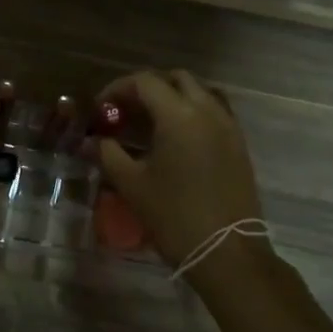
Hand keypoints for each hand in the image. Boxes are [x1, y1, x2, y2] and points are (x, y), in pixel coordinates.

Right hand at [93, 70, 267, 269]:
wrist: (227, 252)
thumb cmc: (174, 216)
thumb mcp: (132, 184)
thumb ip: (109, 154)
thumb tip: (93, 141)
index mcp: (178, 115)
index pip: (145, 82)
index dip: (118, 89)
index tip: (101, 107)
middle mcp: (207, 110)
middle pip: (176, 79)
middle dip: (147, 88)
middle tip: (126, 111)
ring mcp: (228, 126)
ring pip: (200, 92)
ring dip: (174, 96)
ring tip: (151, 121)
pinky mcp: (239, 144)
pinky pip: (215, 111)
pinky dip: (193, 112)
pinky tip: (176, 138)